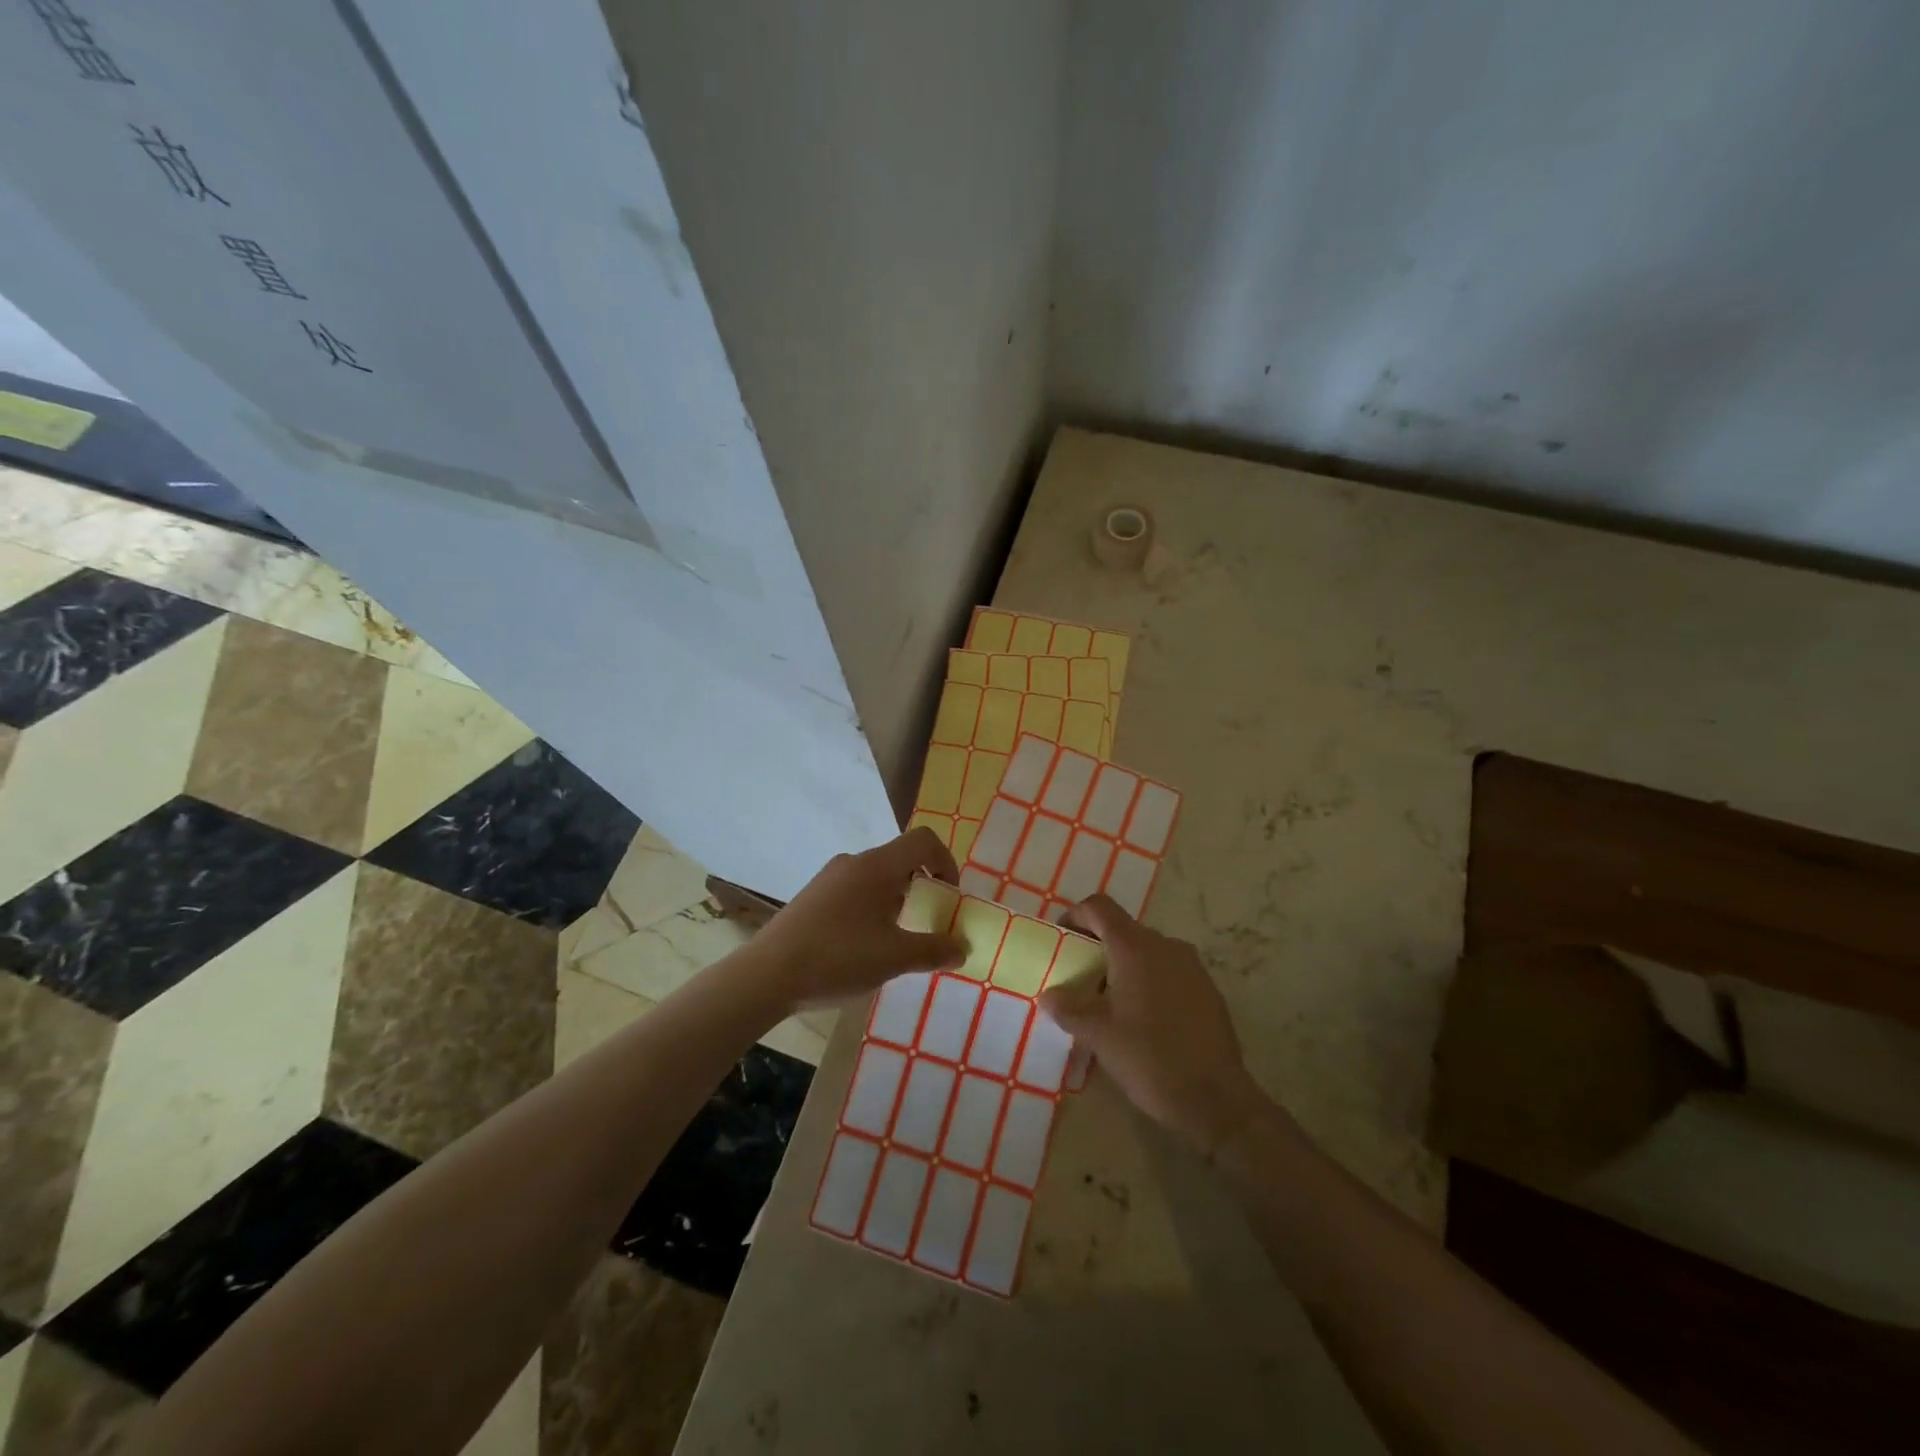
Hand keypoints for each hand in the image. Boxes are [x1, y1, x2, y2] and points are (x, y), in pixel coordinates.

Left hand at [756, 827, 964, 1008]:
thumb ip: (934, 950)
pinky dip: (872, 907)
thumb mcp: (895, 958)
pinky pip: (854, 890)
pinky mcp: (813, 896)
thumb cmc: (838, 958)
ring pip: (876, 876)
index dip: (946, 862)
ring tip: (896, 938)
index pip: (923, 840)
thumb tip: (962, 948)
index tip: (950, 896)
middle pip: (900, 859)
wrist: (767, 975)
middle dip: (922, 886)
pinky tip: (863, 945)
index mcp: (877, 866)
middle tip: (928, 921)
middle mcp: (853, 862)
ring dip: (896, 899)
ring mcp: (829, 878)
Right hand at [1039, 894, 1264, 1155]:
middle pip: (1123, 929)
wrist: (1215, 1099)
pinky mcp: (1207, 989)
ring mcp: (1191, 966)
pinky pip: (1168, 972)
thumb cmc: (1148, 1057)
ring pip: (1147, 952)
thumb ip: (1068, 1008)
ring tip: (1110, 1004)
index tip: (1061, 941)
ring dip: (1124, 967)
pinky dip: (1149, 982)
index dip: (1075, 916)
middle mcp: (1165, 945)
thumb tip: (1049, 995)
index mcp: (1135, 947)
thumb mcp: (1097, 1034)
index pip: (1099, 907)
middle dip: (1098, 948)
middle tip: (1080, 980)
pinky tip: (1143, 1020)